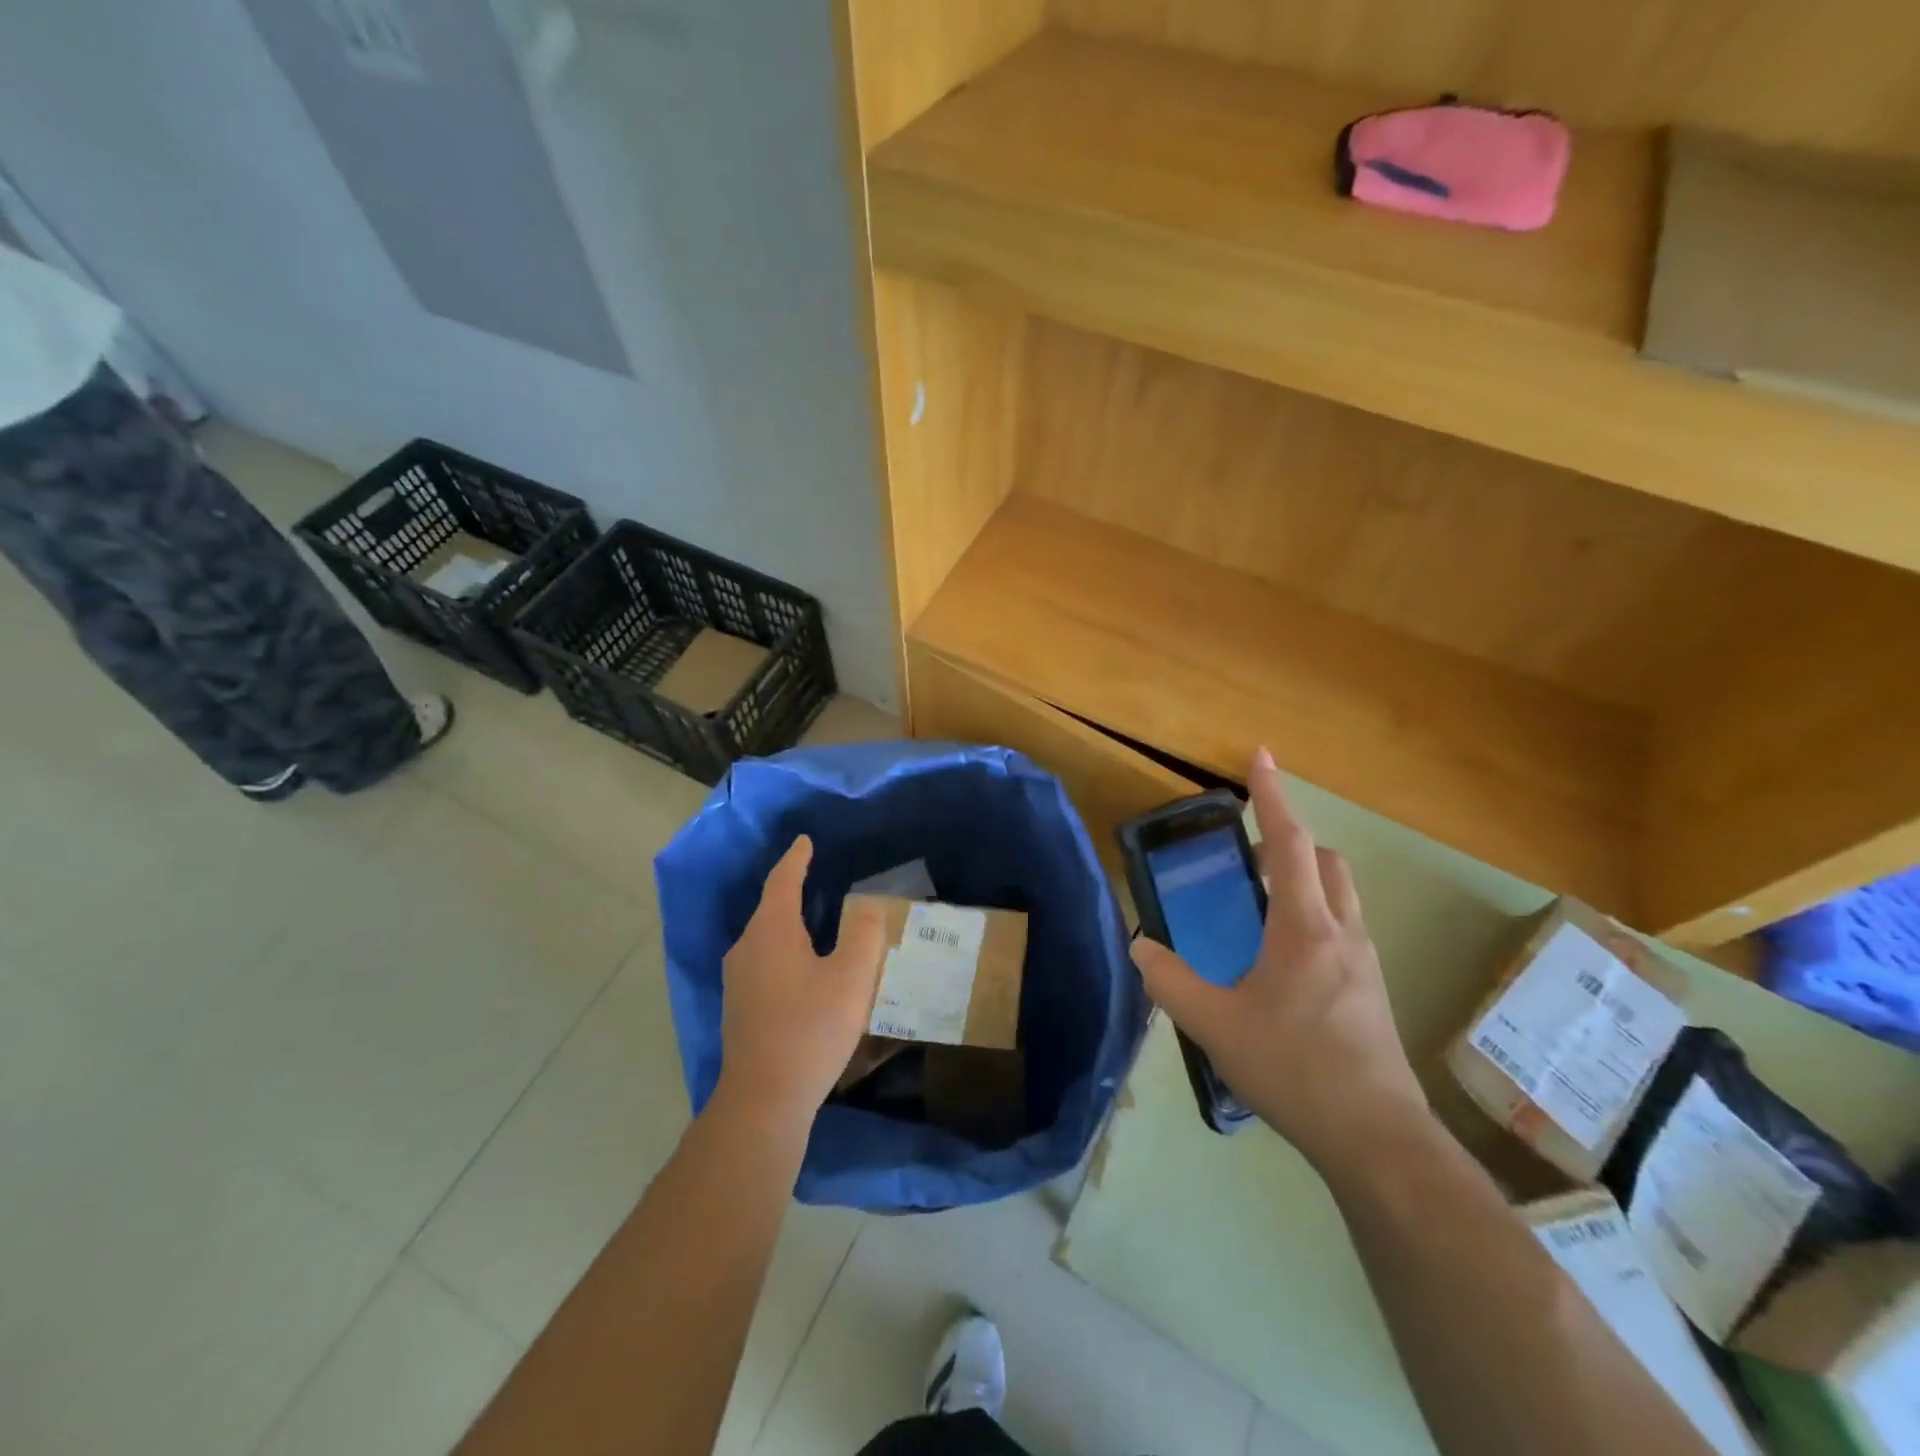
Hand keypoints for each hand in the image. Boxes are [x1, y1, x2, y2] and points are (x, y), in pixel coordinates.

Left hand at [715, 836, 886, 1127]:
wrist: (763, 1100)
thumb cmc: (810, 1029)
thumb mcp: (851, 978)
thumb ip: (864, 934)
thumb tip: (867, 906)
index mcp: (770, 931)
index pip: (782, 881)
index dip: (797, 859)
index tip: (806, 841)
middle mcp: (746, 948)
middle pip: (770, 907)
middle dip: (793, 889)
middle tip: (820, 876)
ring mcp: (738, 980)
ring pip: (766, 936)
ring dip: (789, 922)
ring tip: (818, 918)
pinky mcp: (740, 1007)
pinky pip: (764, 959)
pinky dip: (784, 948)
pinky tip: (804, 965)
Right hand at [1130, 748, 1430, 1172]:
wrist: (1377, 1139)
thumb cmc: (1293, 1068)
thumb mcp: (1215, 1025)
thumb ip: (1169, 981)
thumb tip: (1139, 946)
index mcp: (1304, 927)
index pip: (1289, 842)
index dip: (1272, 796)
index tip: (1260, 756)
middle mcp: (1341, 932)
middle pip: (1325, 860)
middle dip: (1291, 839)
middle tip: (1250, 849)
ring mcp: (1364, 962)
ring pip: (1340, 894)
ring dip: (1307, 877)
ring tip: (1263, 901)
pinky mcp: (1372, 991)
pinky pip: (1344, 926)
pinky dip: (1316, 913)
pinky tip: (1285, 957)